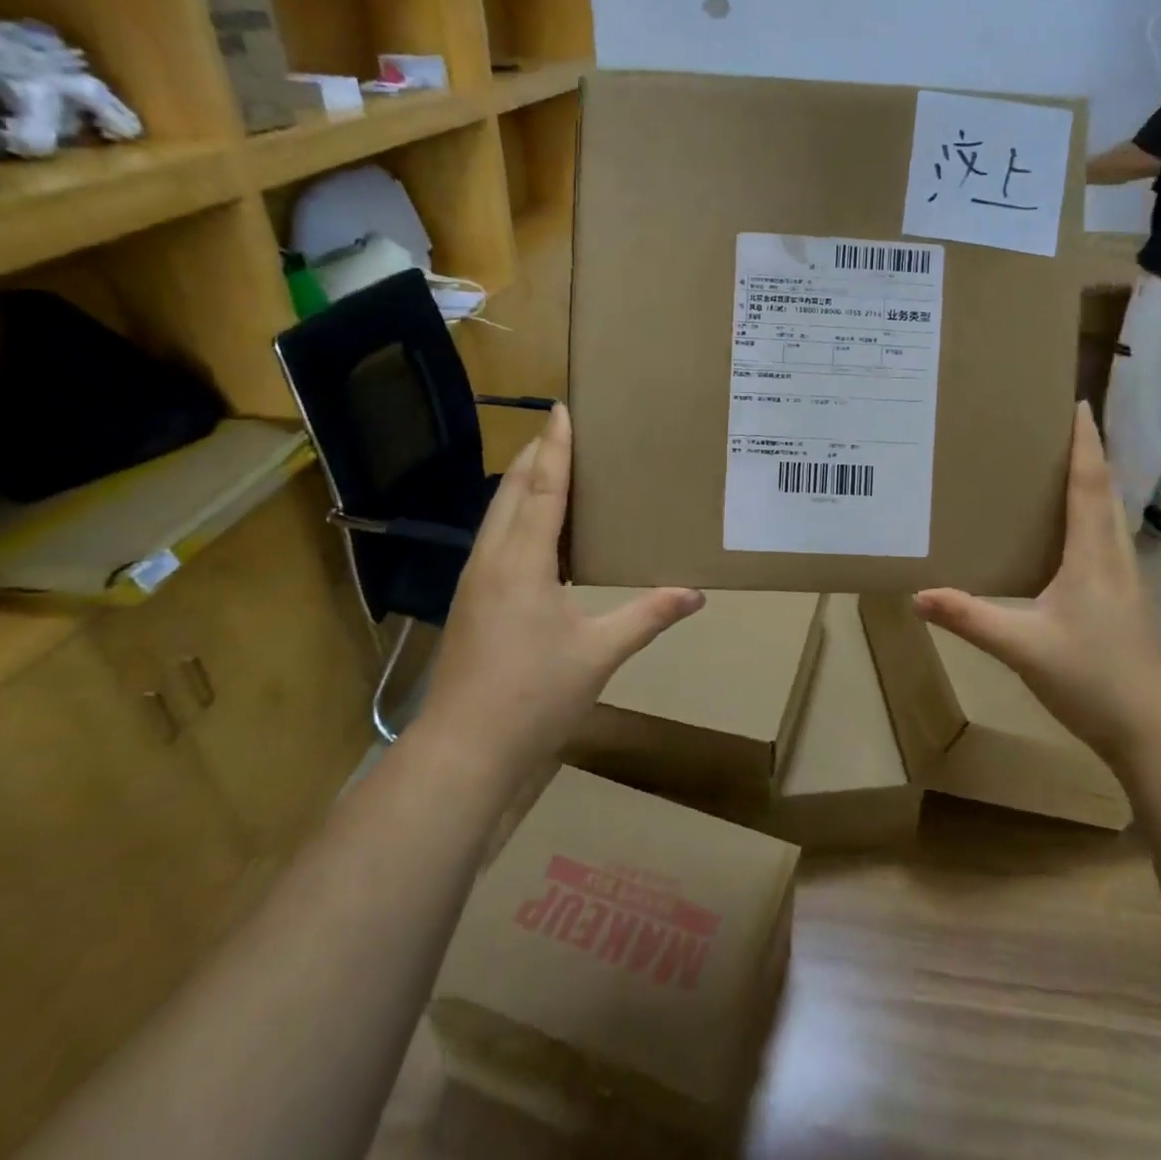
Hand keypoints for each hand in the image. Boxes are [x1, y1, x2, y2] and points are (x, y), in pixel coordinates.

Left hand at [418, 404, 704, 768]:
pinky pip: (495, 538)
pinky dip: (517, 516)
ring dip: (524, 484)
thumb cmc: (534, 696)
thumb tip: (696, 594)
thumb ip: (648, 616)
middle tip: (565, 430)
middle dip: (536, 455)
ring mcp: (475, 580)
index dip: (555, 447)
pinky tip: (539, 531)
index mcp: (523, 562)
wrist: (464, 751)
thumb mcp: (599, 653)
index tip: (561, 409)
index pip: (542, 488)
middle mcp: (492, 559)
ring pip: (497, 514)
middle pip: (512, 491)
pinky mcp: (471, 600)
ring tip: (555, 468)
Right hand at [915, 403, 1160, 752]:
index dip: (1085, 441)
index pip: (1090, 482)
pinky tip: (1064, 534)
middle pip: (1104, 490)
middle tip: (1053, 428)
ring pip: (1108, 515)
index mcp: (1093, 553)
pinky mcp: (1123, 599)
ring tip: (1055, 468)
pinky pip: (1105, 540)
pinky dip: (1088, 517)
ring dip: (1090, 483)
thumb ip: (971, 618)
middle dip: (1085, 453)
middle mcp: (1114, 555)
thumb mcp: (1022, 647)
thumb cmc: (1093, 677)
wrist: (1154, 730)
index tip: (1077, 402)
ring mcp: (1124, 578)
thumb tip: (918, 595)